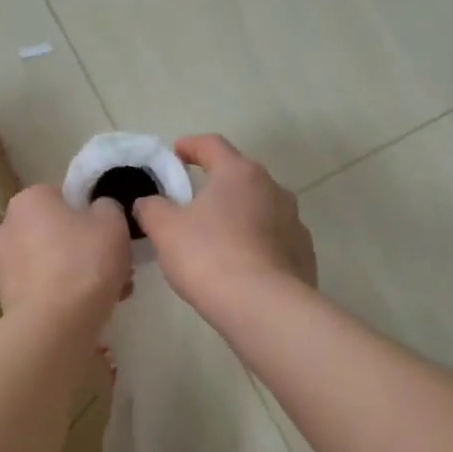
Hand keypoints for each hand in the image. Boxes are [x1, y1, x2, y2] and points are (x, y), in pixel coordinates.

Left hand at [0, 185, 131, 324]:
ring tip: (111, 293)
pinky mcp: (6, 299)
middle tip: (115, 266)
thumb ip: (108, 207)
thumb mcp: (113, 221)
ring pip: (51, 264)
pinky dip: (63, 296)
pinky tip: (88, 310)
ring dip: (76, 274)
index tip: (110, 234)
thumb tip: (99, 211)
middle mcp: (6, 228)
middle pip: (56, 232)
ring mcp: (2, 266)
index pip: (62, 197)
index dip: (90, 214)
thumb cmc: (84, 262)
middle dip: (83, 248)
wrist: (55, 324)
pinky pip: (43, 290)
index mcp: (28, 200)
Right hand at [133, 135, 315, 318]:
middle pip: (240, 178)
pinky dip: (256, 245)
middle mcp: (273, 188)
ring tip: (217, 240)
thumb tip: (149, 202)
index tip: (176, 153)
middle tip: (192, 204)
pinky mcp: (303, 253)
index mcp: (239, 173)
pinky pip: (274, 241)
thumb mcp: (165, 230)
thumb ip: (152, 208)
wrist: (263, 306)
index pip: (212, 145)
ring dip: (239, 216)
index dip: (191, 146)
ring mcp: (294, 221)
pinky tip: (242, 267)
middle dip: (216, 186)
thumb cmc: (208, 257)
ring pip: (260, 210)